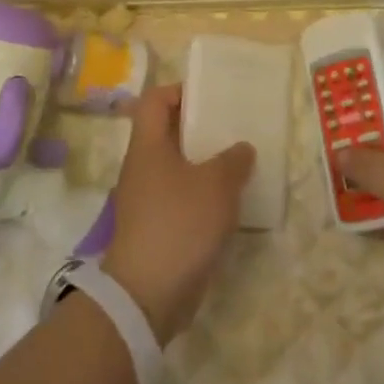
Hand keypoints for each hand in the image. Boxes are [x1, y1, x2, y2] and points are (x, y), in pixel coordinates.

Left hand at [101, 84, 253, 342]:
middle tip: (232, 129)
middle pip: (166, 133)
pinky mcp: (154, 228)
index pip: (154, 100)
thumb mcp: (217, 185)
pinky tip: (228, 203)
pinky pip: (179, 198)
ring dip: (203, 164)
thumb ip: (233, 160)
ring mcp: (145, 200)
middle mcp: (141, 167)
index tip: (210, 97)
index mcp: (148, 146)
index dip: (179, 91)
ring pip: (175, 168)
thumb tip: (241, 149)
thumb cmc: (180, 223)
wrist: (147, 293)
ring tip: (237, 164)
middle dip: (199, 128)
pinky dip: (200, 195)